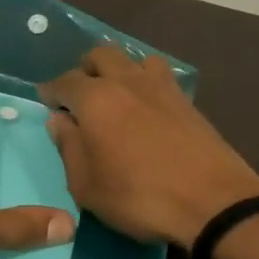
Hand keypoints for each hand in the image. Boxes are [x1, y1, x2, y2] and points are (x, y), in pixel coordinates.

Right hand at [41, 44, 258, 247]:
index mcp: (96, 99)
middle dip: (84, 70)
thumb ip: (68, 147)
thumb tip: (59, 121)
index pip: (64, 81)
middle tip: (79, 97)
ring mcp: (162, 87)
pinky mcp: (187, 101)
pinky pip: (159, 76)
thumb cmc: (138, 197)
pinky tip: (145, 108)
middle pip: (100, 55)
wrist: (213, 203)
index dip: (51, 91)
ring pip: (134, 59)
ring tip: (115, 97)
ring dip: (119, 70)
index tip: (45, 102)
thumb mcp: (86, 185)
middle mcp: (127, 82)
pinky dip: (145, 83)